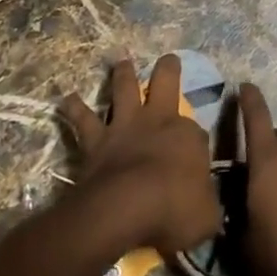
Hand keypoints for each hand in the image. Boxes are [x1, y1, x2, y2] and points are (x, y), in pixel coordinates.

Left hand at [59, 56, 219, 256]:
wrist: (125, 208)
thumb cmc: (173, 211)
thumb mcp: (207, 217)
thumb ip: (208, 207)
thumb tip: (209, 209)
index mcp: (188, 136)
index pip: (197, 133)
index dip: (196, 143)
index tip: (197, 155)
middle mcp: (157, 120)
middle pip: (166, 82)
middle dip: (168, 68)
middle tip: (169, 58)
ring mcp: (125, 126)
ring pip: (124, 88)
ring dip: (123, 73)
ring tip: (121, 61)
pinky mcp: (96, 139)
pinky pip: (83, 119)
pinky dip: (74, 108)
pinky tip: (67, 99)